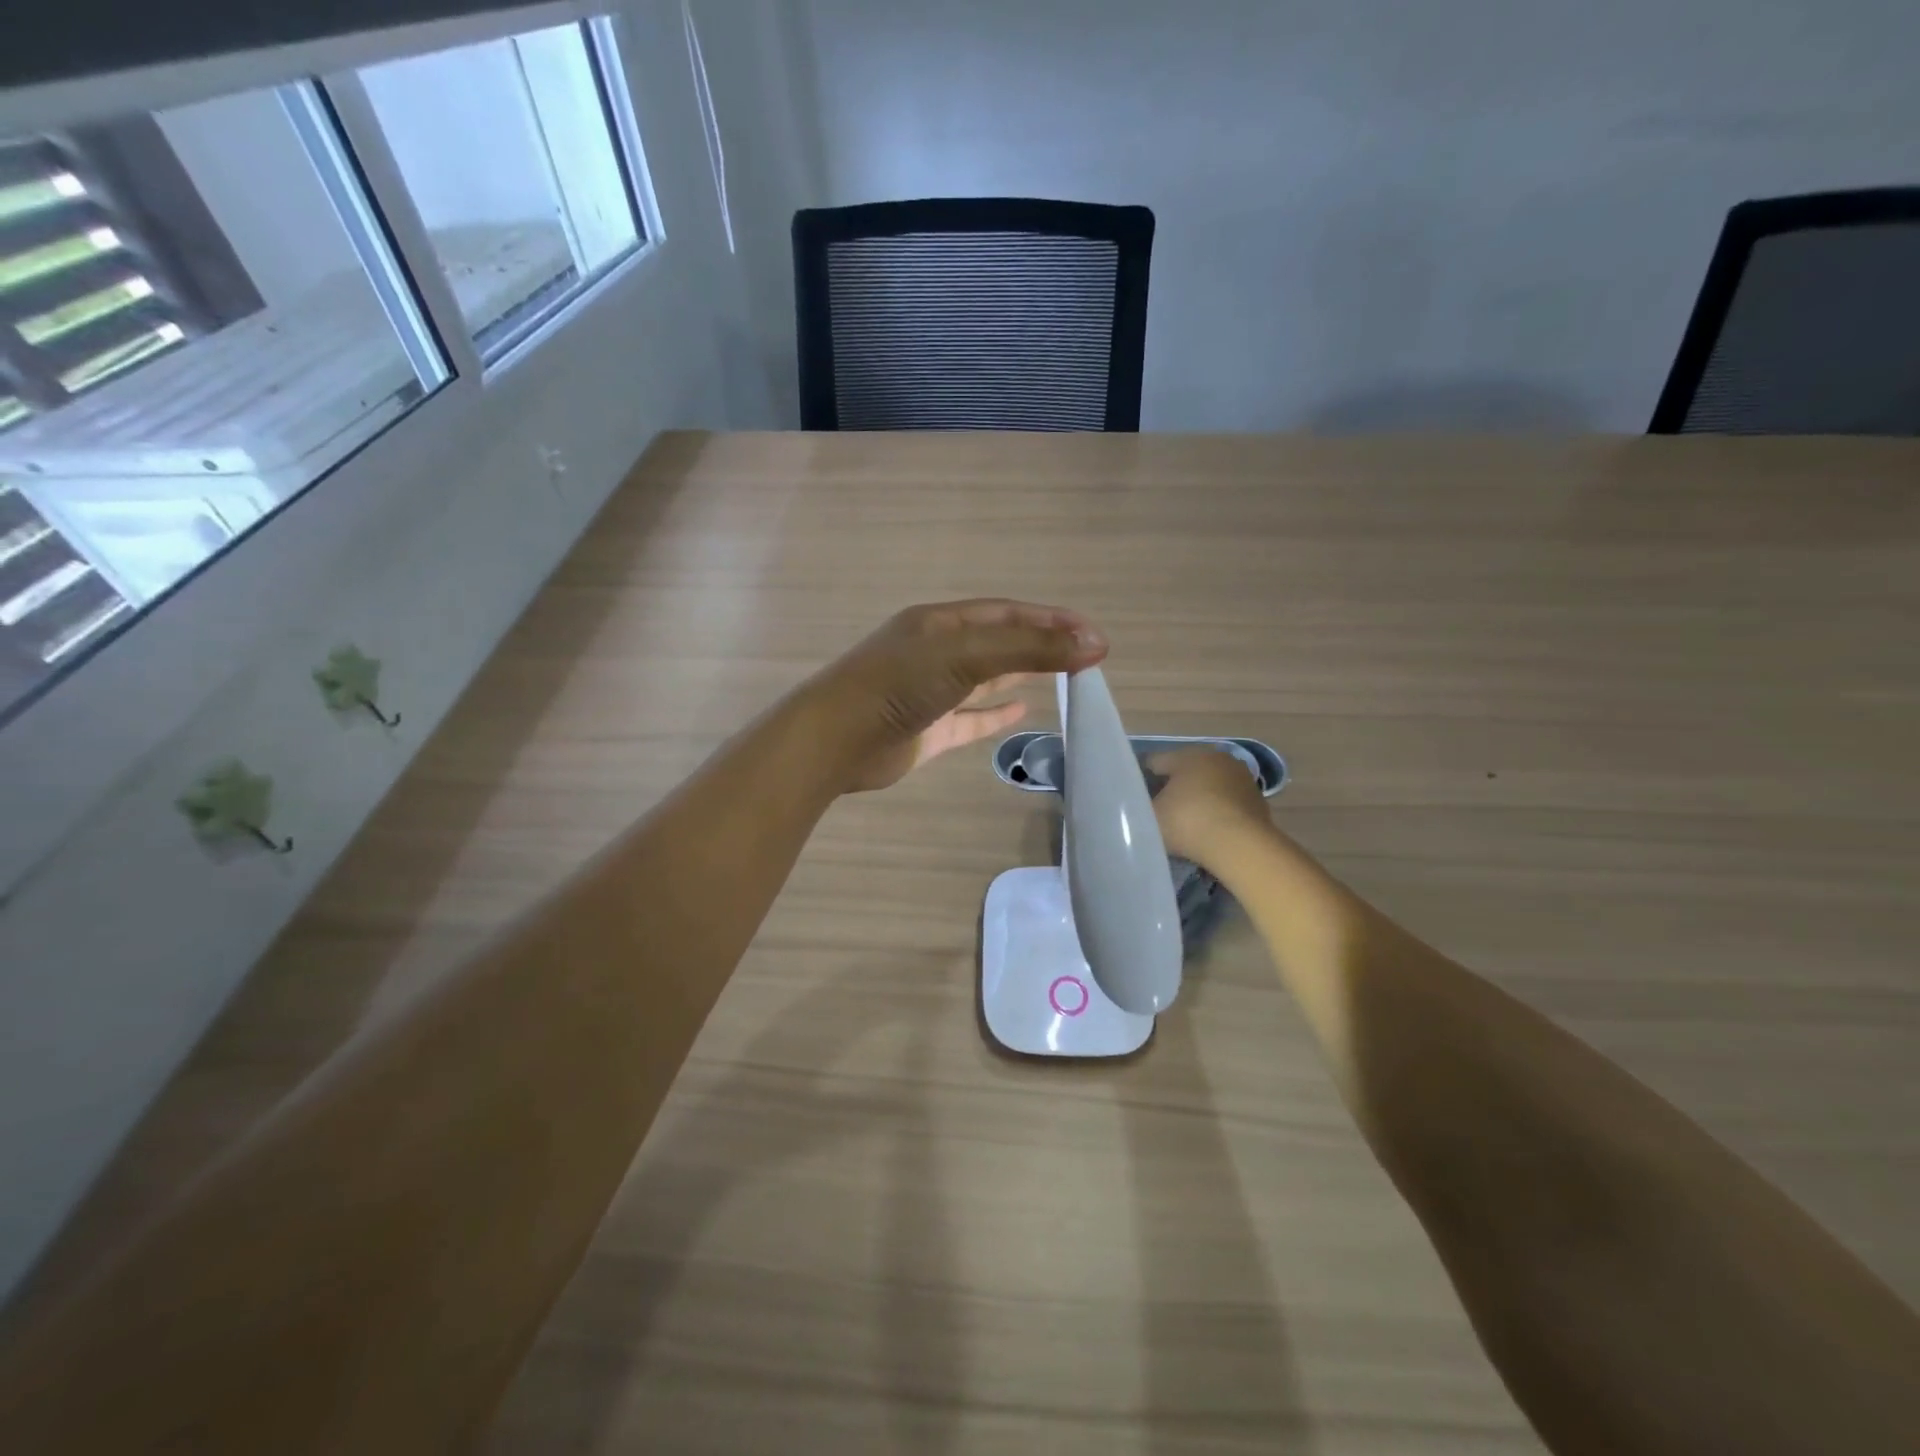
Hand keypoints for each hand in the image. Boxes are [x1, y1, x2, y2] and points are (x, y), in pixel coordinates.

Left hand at [809, 599, 1107, 792]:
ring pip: (985, 680)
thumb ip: (1030, 648)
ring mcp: (930, 692)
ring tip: (1063, 679)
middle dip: (1040, 646)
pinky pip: (970, 719)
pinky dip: (995, 715)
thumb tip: (1094, 644)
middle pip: (998, 643)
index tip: (1092, 634)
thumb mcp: (968, 655)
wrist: (837, 740)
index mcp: (941, 623)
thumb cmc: (899, 683)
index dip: (1050, 620)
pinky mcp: (928, 730)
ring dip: (1021, 676)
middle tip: (1086, 657)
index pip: (1006, 613)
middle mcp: (936, 652)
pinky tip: (1022, 713)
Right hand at [1147, 746, 1273, 863]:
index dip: (1142, 780)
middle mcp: (1216, 758)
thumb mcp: (1150, 816)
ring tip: (1186, 825)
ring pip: (1209, 785)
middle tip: (1160, 812)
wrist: (1241, 846)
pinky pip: (1228, 802)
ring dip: (1198, 799)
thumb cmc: (1188, 823)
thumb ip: (1139, 806)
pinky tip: (1210, 831)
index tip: (1136, 800)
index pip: (1155, 762)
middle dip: (1172, 788)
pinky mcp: (1258, 800)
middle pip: (1185, 771)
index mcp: (1187, 755)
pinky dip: (1218, 812)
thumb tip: (1137, 805)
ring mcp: (1241, 778)